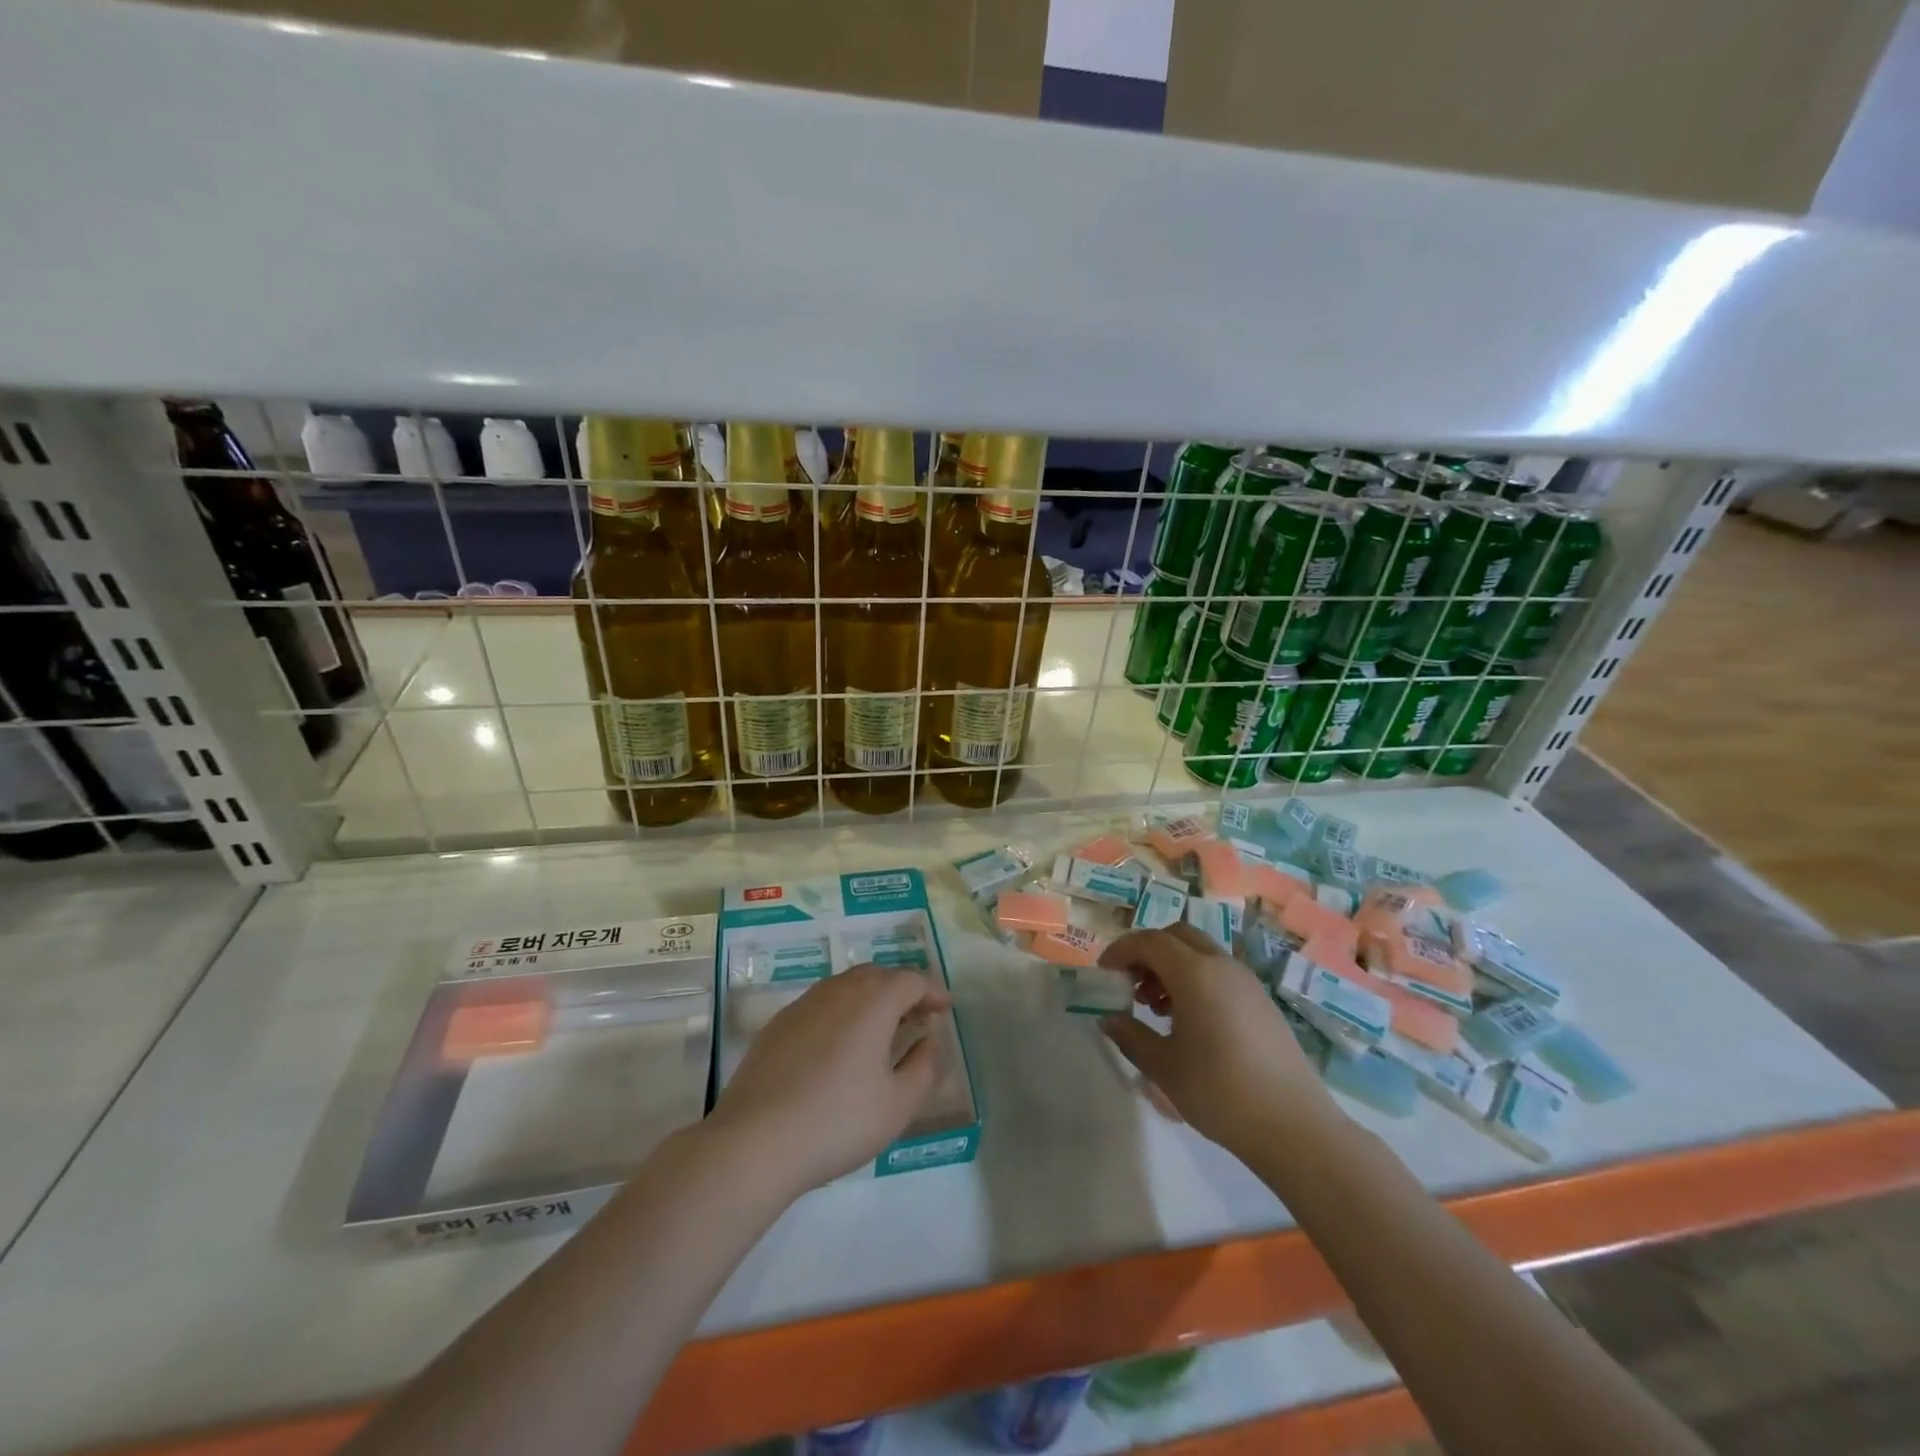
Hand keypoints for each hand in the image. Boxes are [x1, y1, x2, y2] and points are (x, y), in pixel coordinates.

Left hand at [708, 964, 951, 1197]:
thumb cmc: (838, 1121)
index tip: (944, 1010)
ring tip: (880, 1032)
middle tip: (916, 1018)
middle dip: (901, 991)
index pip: (910, 980)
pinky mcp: (778, 1025)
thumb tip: (929, 1041)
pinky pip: (821, 1004)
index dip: (931, 991)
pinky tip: (839, 1048)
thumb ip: (923, 1067)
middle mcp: (838, 991)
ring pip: (846, 986)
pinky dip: (841, 1012)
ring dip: (870, 999)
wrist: (755, 1140)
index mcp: (873, 1002)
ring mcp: (803, 1004)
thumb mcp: (897, 1104)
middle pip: (877, 975)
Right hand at [1099, 925, 1339, 1154]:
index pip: (1149, 941)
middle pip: (1177, 936)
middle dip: (1147, 952)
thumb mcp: (1163, 1067)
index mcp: (1195, 973)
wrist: (1294, 1127)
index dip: (1121, 951)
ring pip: (1199, 953)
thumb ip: (1130, 1035)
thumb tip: (1107, 1018)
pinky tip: (1187, 1021)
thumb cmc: (1220, 1092)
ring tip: (1154, 1007)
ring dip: (1171, 966)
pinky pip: (1218, 972)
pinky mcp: (1261, 1001)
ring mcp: (1246, 982)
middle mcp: (1221, 966)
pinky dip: (1194, 980)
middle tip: (1129, 984)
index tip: (1104, 974)